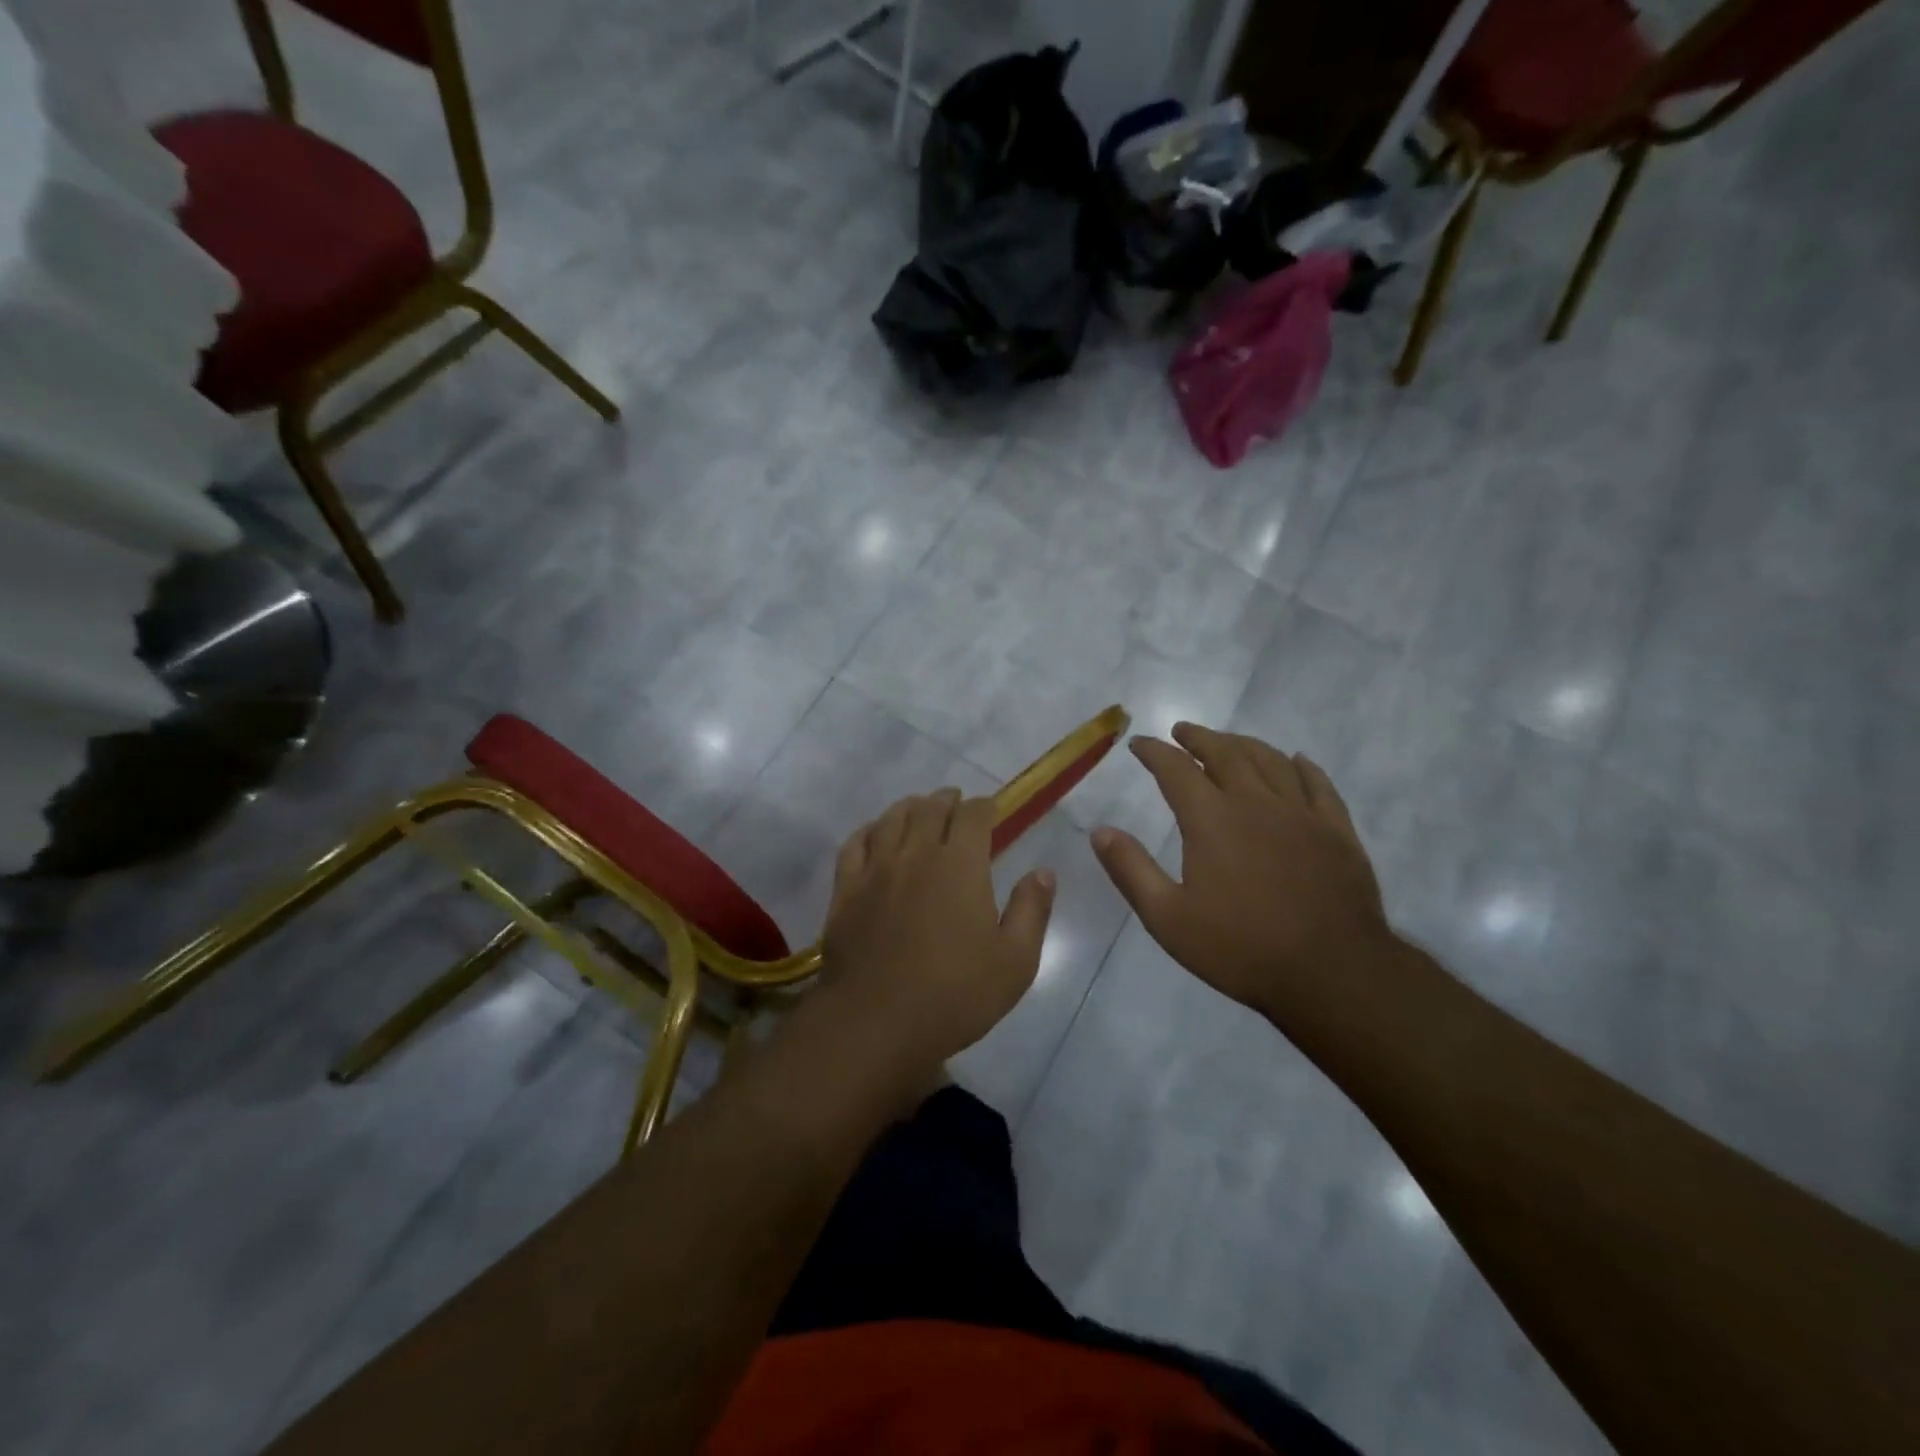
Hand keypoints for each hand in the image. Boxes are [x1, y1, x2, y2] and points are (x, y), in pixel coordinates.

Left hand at [818, 789, 1055, 1076]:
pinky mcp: (846, 889)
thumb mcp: (1014, 961)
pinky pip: (855, 844)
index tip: (990, 810)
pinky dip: (869, 830)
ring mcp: (876, 869)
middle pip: (930, 808)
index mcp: (960, 864)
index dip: (983, 806)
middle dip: (947, 800)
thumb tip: (1043, 872)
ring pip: (891, 818)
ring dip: (910, 807)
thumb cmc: (955, 994)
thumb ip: (1031, 910)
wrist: (876, 1021)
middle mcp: (916, 853)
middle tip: (955, 804)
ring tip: (919, 809)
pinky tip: (875, 834)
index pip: (973, 814)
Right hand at [1090, 723, 1393, 1026]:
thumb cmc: (1241, 948)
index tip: (1140, 743)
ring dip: (1243, 744)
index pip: (1176, 770)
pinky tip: (1295, 761)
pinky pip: (1318, 784)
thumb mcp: (1168, 918)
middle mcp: (1255, 802)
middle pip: (1225, 753)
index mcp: (1211, 819)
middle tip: (1182, 731)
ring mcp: (1301, 813)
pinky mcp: (1337, 830)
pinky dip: (1301, 766)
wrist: (1332, 973)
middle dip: (1199, 738)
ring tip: (1228, 741)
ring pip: (1270, 760)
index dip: (1155, 752)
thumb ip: (1131, 870)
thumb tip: (1100, 831)